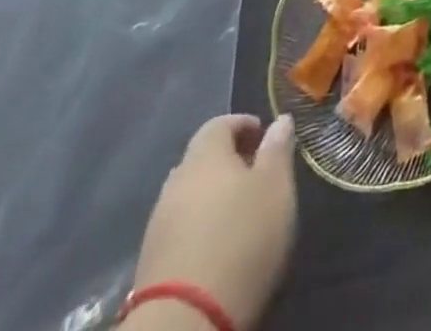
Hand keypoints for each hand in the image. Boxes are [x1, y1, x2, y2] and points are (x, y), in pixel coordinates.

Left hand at [130, 114, 296, 330]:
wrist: (183, 324)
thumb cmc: (241, 239)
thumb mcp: (275, 188)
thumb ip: (278, 150)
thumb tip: (280, 120)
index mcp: (204, 156)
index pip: (219, 124)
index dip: (242, 125)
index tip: (263, 136)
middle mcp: (176, 183)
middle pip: (201, 160)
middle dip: (227, 163)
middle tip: (255, 176)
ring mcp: (158, 226)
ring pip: (189, 197)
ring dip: (212, 198)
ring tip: (239, 215)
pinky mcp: (150, 266)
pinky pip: (180, 231)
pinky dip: (199, 229)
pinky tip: (218, 247)